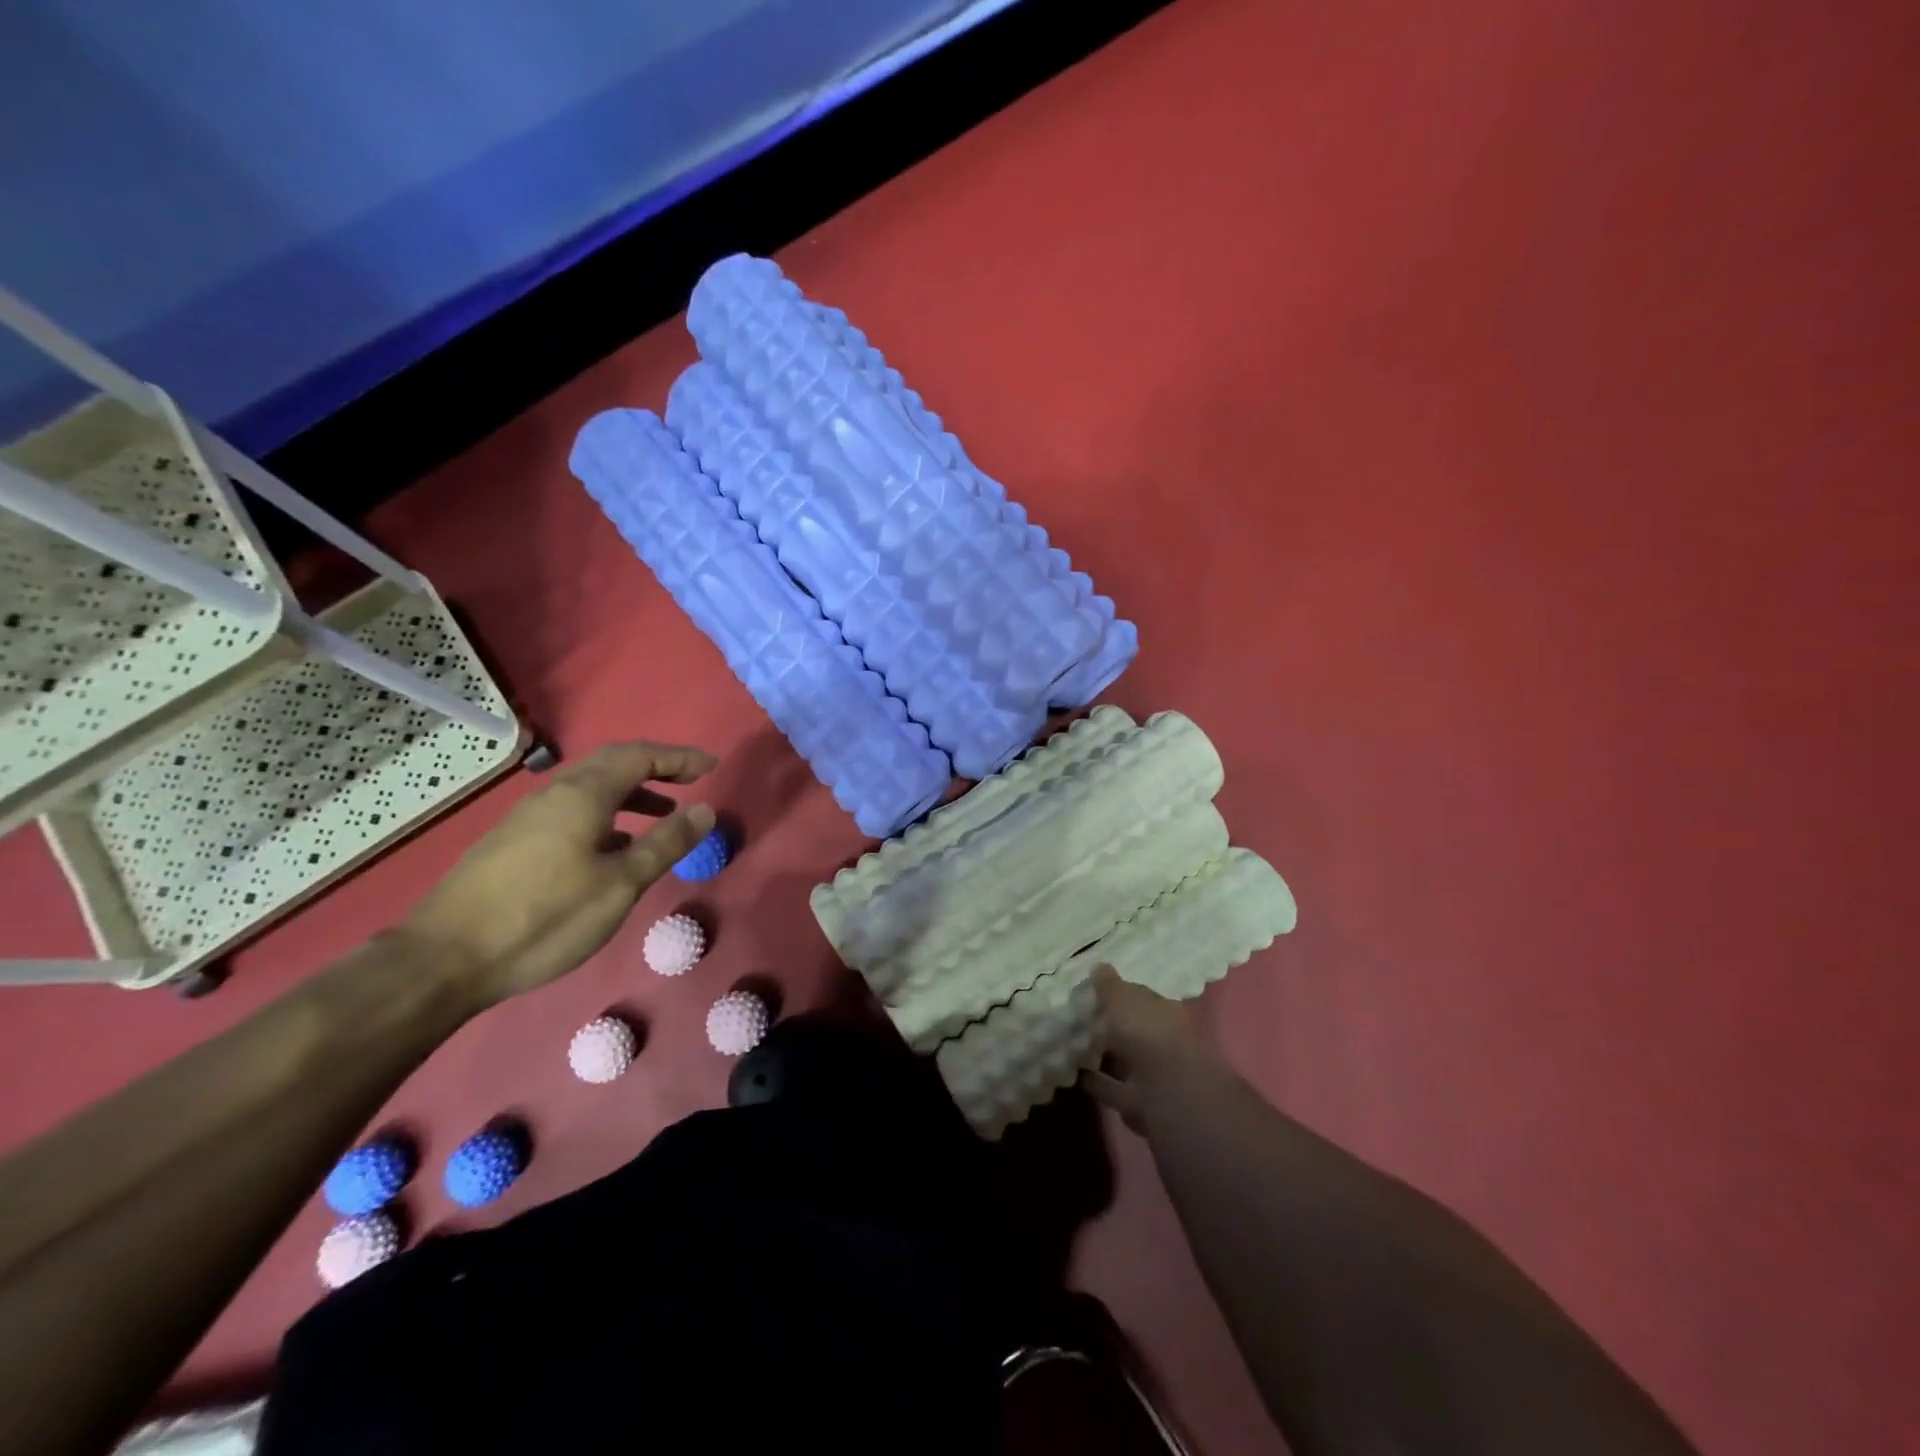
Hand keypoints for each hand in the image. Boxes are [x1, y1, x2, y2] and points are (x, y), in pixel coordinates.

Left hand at [402, 741, 715, 1010]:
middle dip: (654, 768)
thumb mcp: (620, 885)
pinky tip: (611, 848)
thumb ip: (665, 844)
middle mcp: (554, 794)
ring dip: (629, 793)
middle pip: (611, 764)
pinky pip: (570, 811)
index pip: (639, 757)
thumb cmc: (546, 918)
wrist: (445, 960)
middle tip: (689, 781)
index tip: (711, 767)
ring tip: (659, 816)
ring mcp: (527, 817)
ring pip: (588, 789)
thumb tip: (705, 810)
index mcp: (582, 795)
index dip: (679, 758)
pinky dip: (604, 815)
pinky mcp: (512, 843)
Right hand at [1082, 965, 1214, 1132]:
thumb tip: (1098, 966)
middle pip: (1134, 1030)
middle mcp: (1162, 1041)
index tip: (1095, 991)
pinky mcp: (1138, 1102)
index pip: (1141, 998)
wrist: (1167, 1092)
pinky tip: (1076, 1075)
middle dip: (1113, 1025)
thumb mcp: (1123, 998)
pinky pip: (1113, 1087)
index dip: (1120, 993)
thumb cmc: (1148, 1032)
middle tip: (1080, 1018)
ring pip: (1125, 1060)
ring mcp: (1152, 1074)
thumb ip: (1109, 985)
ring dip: (1104, 1055)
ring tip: (1074, 1045)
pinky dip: (1097, 1081)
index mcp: (1165, 1011)